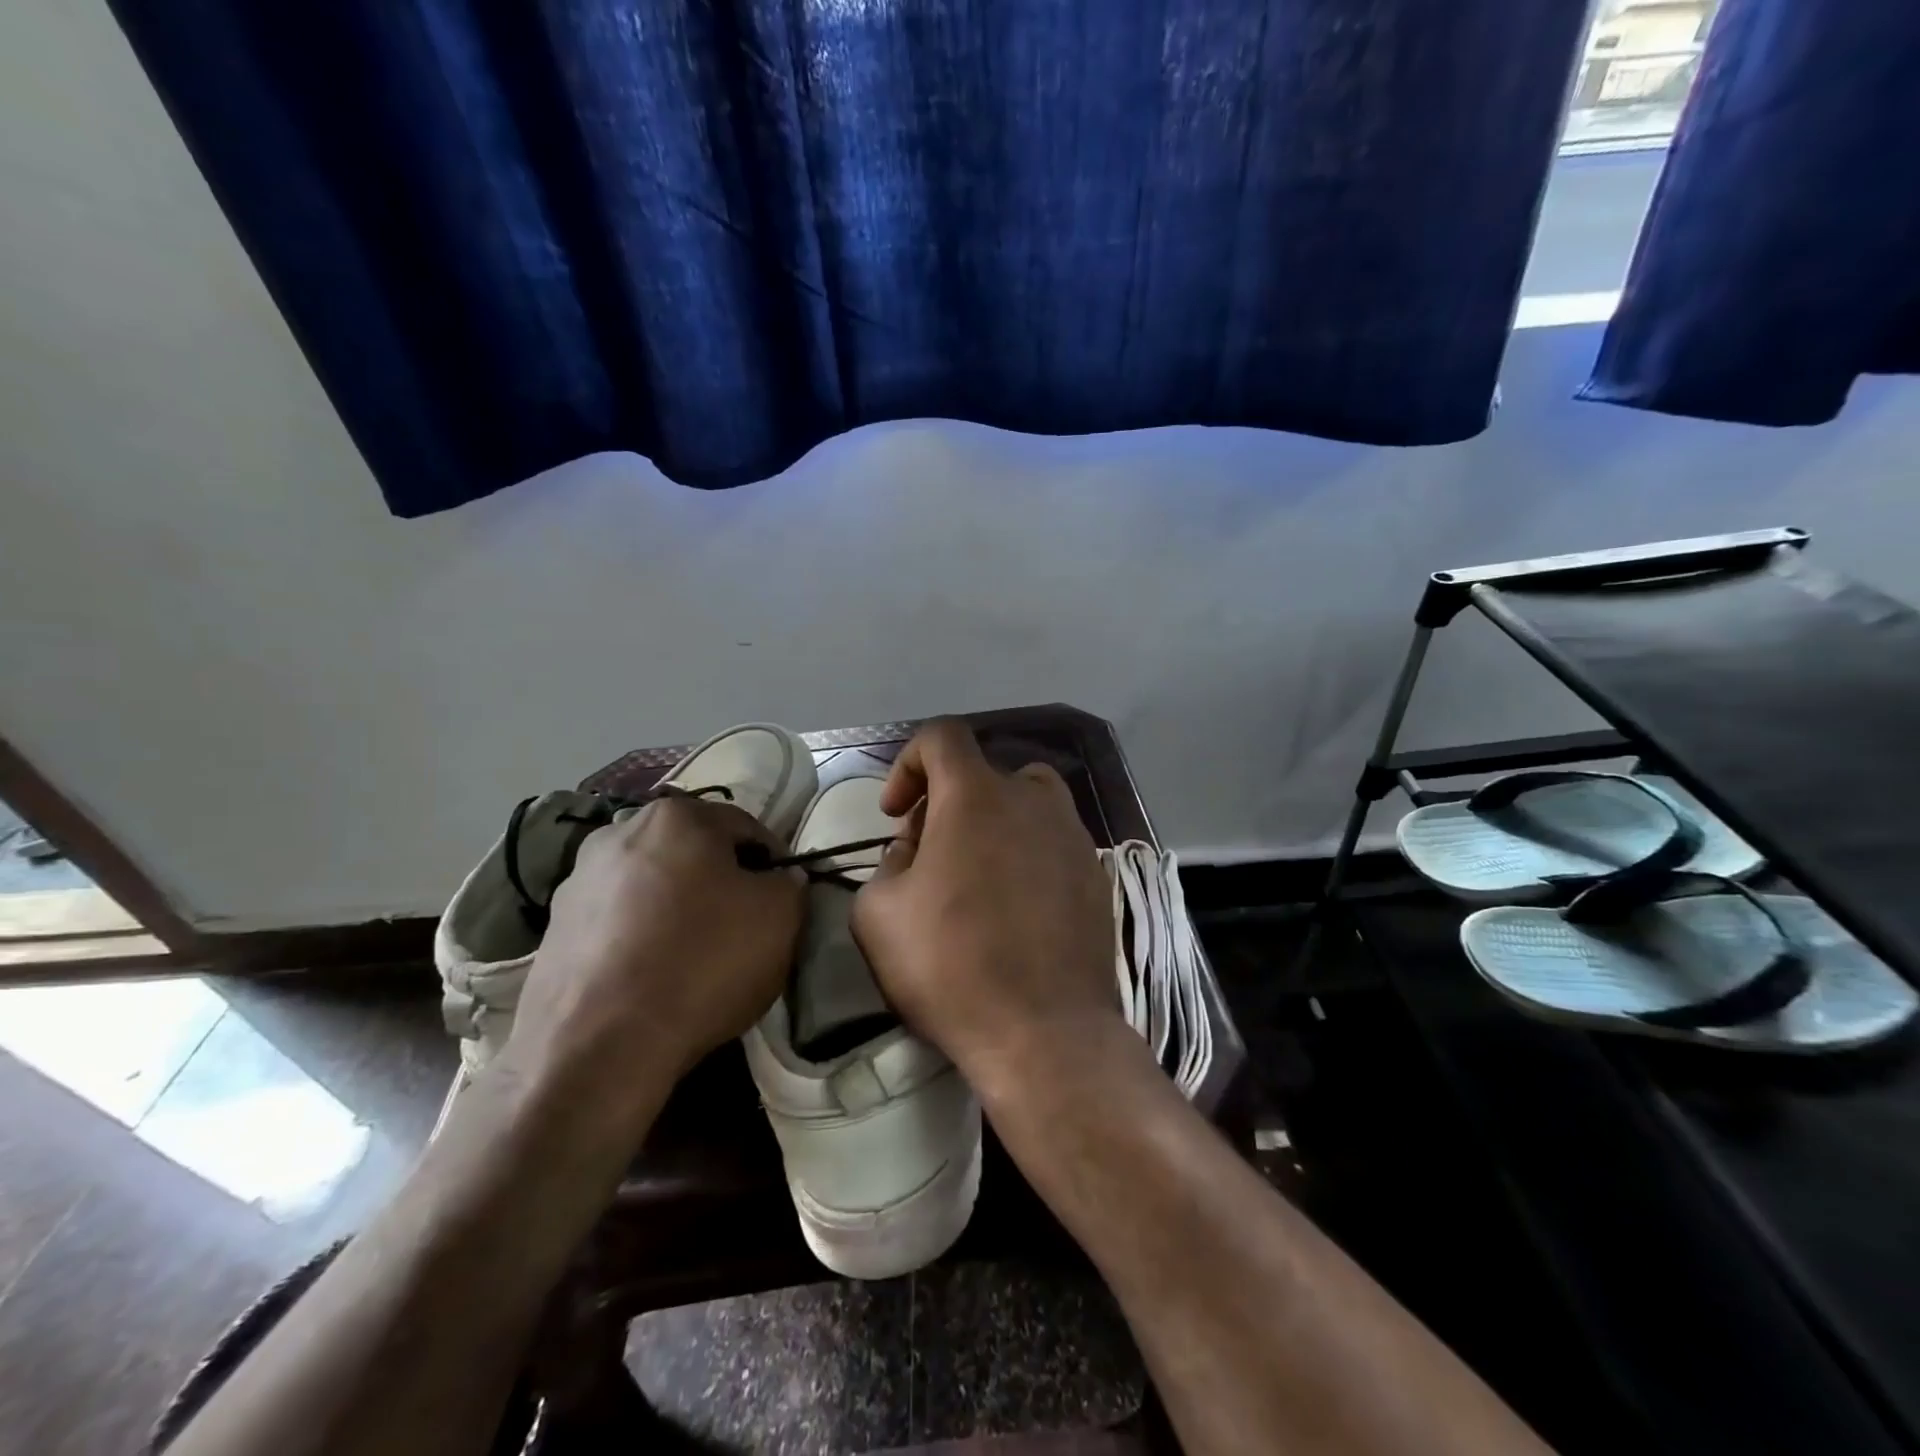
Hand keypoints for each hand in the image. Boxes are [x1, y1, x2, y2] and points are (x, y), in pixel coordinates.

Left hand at [502, 793, 804, 1127]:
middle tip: (739, 928)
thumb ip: (789, 883)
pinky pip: (616, 920)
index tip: (780, 904)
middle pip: (693, 852)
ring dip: (674, 907)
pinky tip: (651, 976)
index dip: (772, 865)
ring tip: (691, 957)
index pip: (747, 829)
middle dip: (718, 882)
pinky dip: (638, 936)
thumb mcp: (780, 917)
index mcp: (678, 815)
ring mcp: (578, 879)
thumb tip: (779, 879)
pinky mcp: (552, 927)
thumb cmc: (702, 962)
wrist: (598, 1046)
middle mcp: (620, 831)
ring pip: (651, 884)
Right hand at [850, 720, 1123, 1096]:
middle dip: (946, 802)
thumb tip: (915, 851)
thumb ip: (888, 862)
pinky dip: (1027, 853)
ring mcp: (1072, 835)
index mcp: (976, 795)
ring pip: (1027, 801)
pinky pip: (1052, 841)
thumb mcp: (879, 913)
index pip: (942, 737)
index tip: (896, 813)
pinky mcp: (1097, 873)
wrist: (1045, 1032)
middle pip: (984, 772)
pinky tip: (1015, 906)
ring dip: (993, 822)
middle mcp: (1032, 799)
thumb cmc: (951, 966)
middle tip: (929, 856)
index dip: (908, 763)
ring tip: (976, 875)